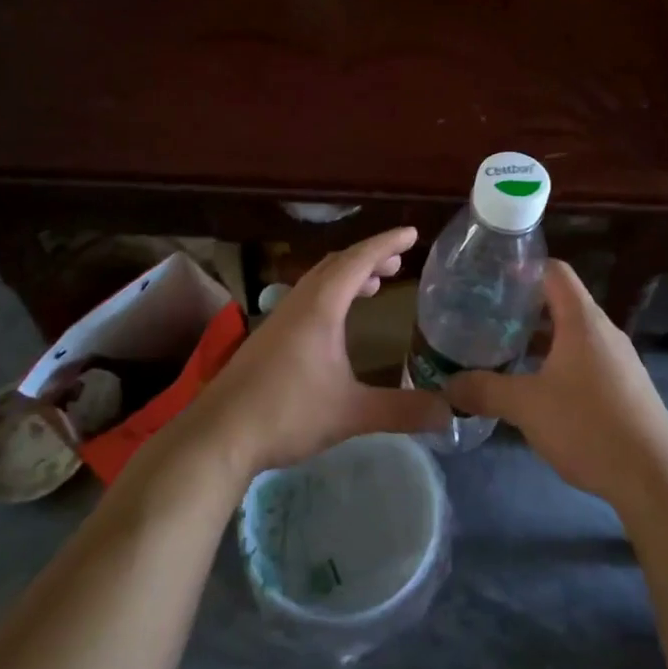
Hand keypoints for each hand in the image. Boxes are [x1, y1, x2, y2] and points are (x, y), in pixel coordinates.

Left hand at [188, 227, 449, 476]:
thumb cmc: (286, 414)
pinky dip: (330, 296)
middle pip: (336, 265)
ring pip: (318, 282)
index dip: (386, 243)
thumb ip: (401, 410)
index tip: (412, 233)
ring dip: (348, 276)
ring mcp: (278, 319)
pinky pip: (306, 299)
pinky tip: (335, 325)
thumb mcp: (351, 412)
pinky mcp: (267, 338)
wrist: (218, 435)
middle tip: (398, 262)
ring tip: (374, 286)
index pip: (358, 260)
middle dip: (369, 257)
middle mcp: (298, 303)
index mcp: (320, 307)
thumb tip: (450, 412)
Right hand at [445, 260, 667, 506]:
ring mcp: (620, 361)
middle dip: (524, 309)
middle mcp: (605, 332)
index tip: (490, 279)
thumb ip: (485, 391)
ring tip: (504, 353)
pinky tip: (538, 390)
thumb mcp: (527, 407)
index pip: (554, 271)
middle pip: (562, 302)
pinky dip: (559, 364)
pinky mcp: (626, 388)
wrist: (655, 479)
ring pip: (573, 335)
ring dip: (541, 340)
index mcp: (583, 321)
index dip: (523, 268)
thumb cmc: (589, 426)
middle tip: (486, 319)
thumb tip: (447, 386)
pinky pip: (587, 361)